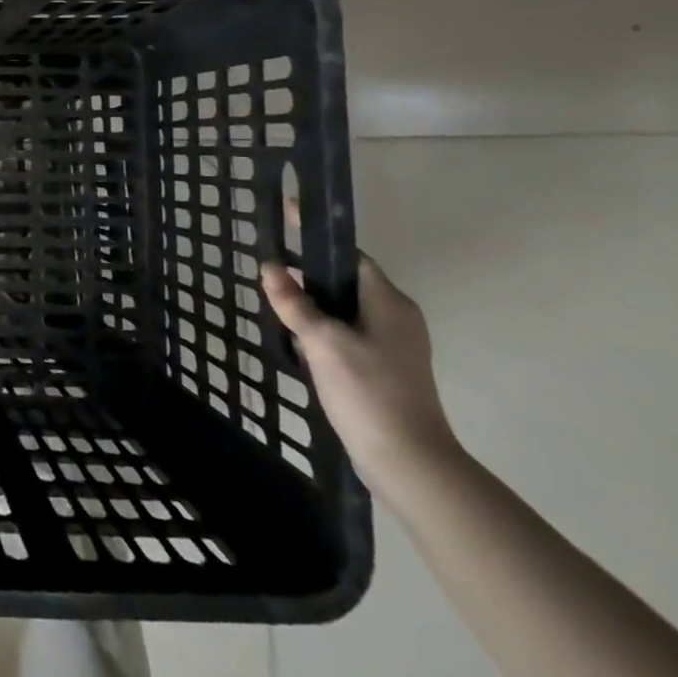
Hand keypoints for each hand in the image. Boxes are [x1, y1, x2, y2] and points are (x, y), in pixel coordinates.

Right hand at [260, 252, 462, 496]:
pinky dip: (320, 331)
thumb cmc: (368, 391)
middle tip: (269, 270)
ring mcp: (391, 346)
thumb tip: (270, 267)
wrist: (408, 462)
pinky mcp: (382, 369)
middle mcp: (395, 317)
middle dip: (308, 275)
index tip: (286, 215)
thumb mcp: (323, 342)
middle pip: (344, 282)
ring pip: (343, 310)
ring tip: (275, 305)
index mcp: (389, 302)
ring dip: (312, 306)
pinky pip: (345, 334)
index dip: (317, 236)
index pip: (350, 256)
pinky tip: (295, 343)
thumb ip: (294, 303)